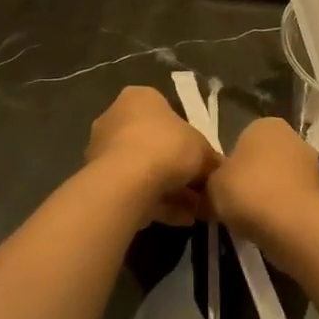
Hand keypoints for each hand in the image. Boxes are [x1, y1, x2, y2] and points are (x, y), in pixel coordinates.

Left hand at [85, 86, 219, 225]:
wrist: (127, 182)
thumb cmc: (167, 147)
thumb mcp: (203, 150)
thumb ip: (211, 159)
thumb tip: (218, 171)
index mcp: (139, 98)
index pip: (167, 113)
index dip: (190, 139)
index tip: (204, 161)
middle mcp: (115, 118)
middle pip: (155, 144)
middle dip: (179, 168)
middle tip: (202, 189)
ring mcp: (103, 150)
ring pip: (145, 170)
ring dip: (171, 190)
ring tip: (196, 211)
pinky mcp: (99, 180)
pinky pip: (134, 189)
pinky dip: (158, 203)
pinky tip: (181, 219)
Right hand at [207, 118, 318, 246]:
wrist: (291, 223)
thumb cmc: (247, 191)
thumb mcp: (213, 184)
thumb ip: (213, 179)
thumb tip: (216, 185)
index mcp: (266, 125)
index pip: (243, 139)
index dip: (232, 163)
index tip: (225, 184)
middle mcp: (293, 137)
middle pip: (265, 158)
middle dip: (253, 177)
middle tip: (236, 201)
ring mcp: (312, 164)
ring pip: (281, 179)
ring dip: (269, 194)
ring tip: (252, 218)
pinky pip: (293, 198)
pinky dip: (283, 209)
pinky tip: (271, 226)